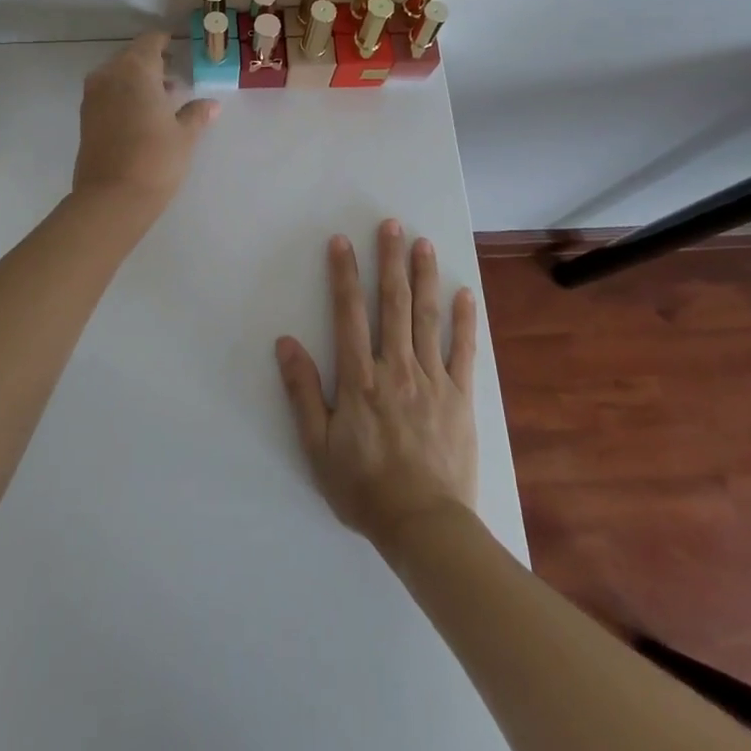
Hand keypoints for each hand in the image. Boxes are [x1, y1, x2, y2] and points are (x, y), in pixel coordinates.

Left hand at [72, 31, 217, 208]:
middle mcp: (109, 75)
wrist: (111, 198)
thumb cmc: (155, 159)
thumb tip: (211, 104)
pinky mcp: (86, 117)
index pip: (150, 41)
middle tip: (175, 71)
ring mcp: (93, 96)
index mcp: (135, 70)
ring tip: (164, 95)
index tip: (178, 44)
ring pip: (118, 75)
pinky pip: (108, 92)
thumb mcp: (184, 135)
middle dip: (153, 62)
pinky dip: (125, 94)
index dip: (164, 41)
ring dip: (138, 79)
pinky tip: (144, 112)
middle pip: (132, 56)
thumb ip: (196, 114)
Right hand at [275, 220, 478, 557]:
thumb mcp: (318, 446)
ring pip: (427, 318)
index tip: (342, 241)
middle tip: (392, 225)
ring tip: (423, 244)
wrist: (424, 526)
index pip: (349, 313)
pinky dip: (465, 321)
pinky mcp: (461, 397)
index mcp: (360, 378)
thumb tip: (285, 342)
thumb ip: (303, 391)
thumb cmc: (364, 487)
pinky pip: (464, 352)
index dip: (344, 274)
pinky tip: (465, 294)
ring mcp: (432, 379)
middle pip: (393, 304)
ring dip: (425, 277)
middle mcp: (396, 367)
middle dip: (390, 261)